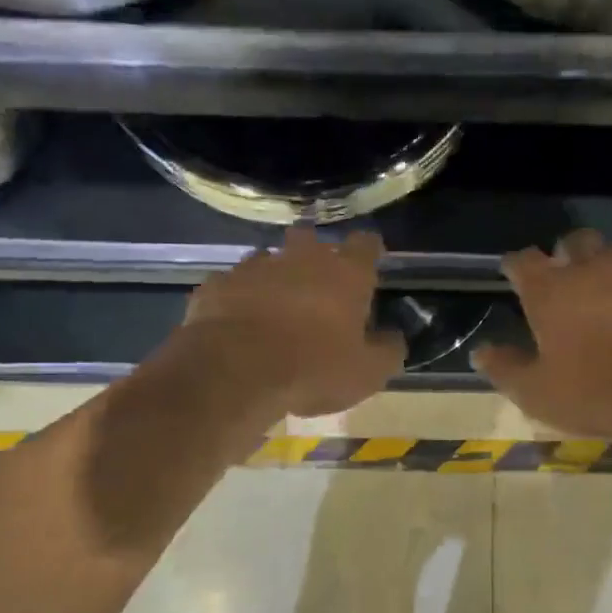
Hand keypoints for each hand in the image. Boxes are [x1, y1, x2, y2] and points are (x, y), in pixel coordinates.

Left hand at [177, 227, 405, 417]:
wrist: (235, 372)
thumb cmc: (313, 369)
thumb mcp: (368, 373)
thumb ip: (388, 350)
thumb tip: (394, 337)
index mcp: (345, 274)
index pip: (365, 244)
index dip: (369, 251)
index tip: (369, 264)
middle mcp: (301, 259)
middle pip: (311, 239)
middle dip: (314, 254)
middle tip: (316, 285)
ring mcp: (255, 267)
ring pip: (268, 258)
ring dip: (274, 275)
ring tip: (273, 304)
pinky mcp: (218, 284)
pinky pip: (232, 283)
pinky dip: (238, 297)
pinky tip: (238, 320)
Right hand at [473, 229, 611, 453]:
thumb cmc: (598, 394)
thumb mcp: (537, 393)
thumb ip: (505, 369)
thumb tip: (481, 352)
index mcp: (551, 290)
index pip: (523, 261)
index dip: (515, 265)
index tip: (513, 274)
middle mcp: (593, 268)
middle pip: (575, 241)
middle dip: (567, 253)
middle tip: (567, 278)